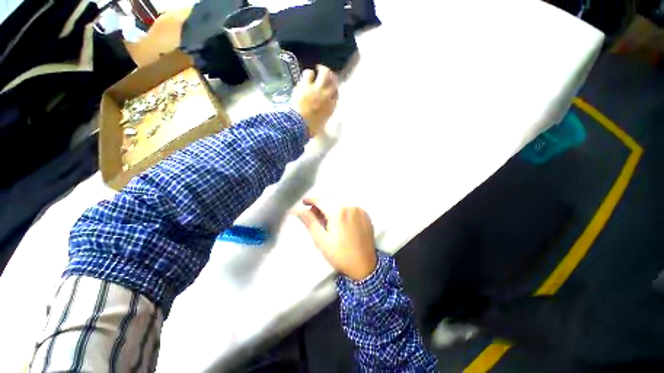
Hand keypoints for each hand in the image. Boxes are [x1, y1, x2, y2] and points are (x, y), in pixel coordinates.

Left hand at [291, 65, 338, 136]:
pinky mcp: (306, 85)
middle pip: (333, 82)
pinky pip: (309, 74)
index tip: (331, 89)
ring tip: (317, 69)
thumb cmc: (310, 128)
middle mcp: (327, 96)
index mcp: (331, 107)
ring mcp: (317, 89)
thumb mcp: (321, 126)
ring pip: (324, 74)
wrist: (299, 124)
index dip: (334, 90)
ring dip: (321, 70)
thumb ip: (323, 119)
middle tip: (327, 73)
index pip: (336, 95)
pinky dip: (308, 73)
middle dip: (331, 76)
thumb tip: (322, 121)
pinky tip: (306, 75)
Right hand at [295, 198, 376, 280]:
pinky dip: (342, 209)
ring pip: (341, 202)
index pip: (321, 200)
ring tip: (327, 219)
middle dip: (321, 204)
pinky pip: (350, 206)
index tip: (304, 202)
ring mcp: (359, 209)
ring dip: (331, 206)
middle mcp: (350, 206)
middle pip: (331, 199)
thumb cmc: (340, 255)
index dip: (311, 200)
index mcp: (338, 212)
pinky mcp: (366, 214)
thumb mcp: (321, 240)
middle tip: (315, 215)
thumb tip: (296, 210)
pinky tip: (339, 220)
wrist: (364, 265)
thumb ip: (309, 221)